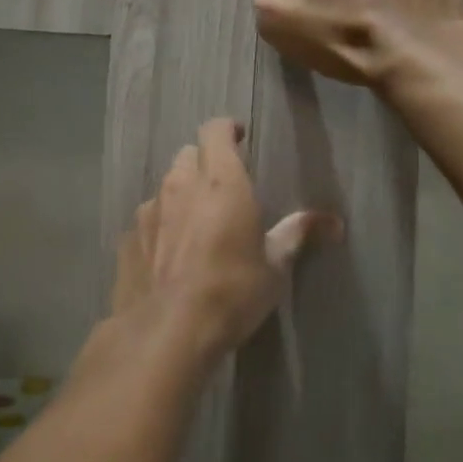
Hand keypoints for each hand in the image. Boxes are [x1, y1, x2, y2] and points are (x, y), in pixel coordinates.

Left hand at [113, 119, 335, 356]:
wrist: (166, 332)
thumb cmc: (231, 292)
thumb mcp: (274, 267)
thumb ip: (297, 234)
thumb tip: (334, 222)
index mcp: (221, 181)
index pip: (215, 131)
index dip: (226, 130)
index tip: (239, 137)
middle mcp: (180, 185)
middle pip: (189, 155)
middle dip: (205, 163)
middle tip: (222, 188)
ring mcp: (149, 211)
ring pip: (165, 187)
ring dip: (181, 196)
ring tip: (196, 226)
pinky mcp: (128, 238)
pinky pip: (147, 220)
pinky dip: (160, 227)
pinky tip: (169, 256)